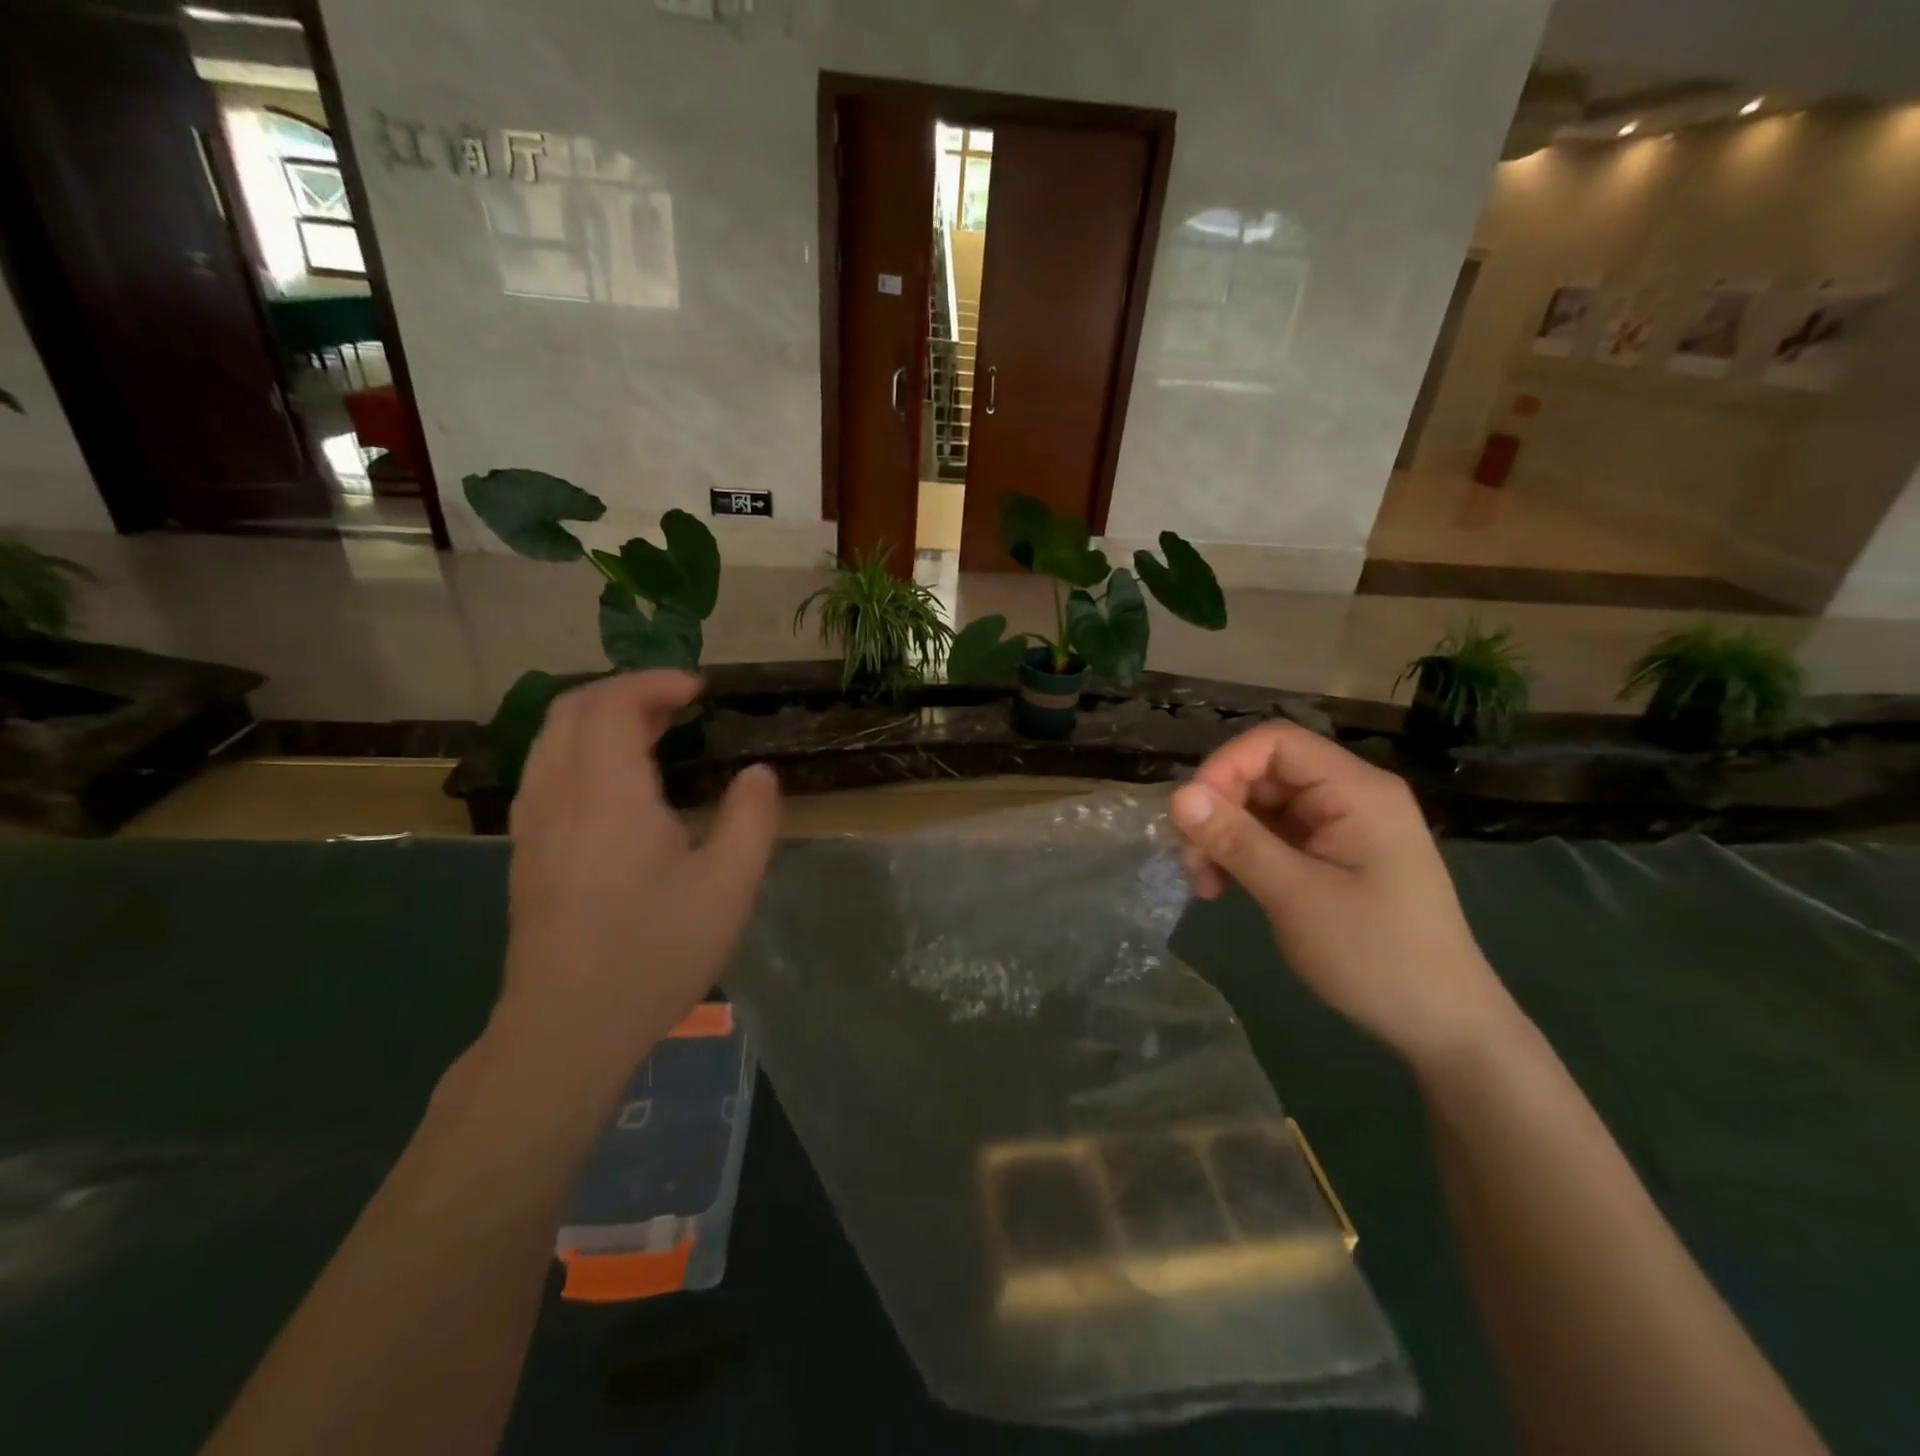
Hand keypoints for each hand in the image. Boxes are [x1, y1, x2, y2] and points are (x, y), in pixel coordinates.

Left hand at [493, 671, 780, 1083]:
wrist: (567, 1029)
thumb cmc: (654, 952)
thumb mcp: (728, 887)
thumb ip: (751, 819)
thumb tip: (759, 774)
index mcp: (606, 793)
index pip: (612, 704)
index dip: (655, 683)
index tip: (699, 691)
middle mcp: (558, 795)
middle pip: (572, 710)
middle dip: (626, 692)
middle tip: (678, 705)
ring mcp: (533, 825)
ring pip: (552, 740)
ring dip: (599, 718)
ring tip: (651, 733)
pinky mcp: (526, 852)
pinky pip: (546, 771)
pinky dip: (582, 749)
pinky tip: (617, 784)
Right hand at [1170, 724, 1513, 1066]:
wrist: (1442, 1025)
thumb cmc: (1375, 955)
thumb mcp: (1296, 896)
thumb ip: (1236, 840)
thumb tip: (1177, 796)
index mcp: (1356, 790)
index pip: (1275, 742)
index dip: (1224, 767)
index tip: (1190, 817)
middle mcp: (1349, 796)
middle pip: (1264, 773)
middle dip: (1219, 809)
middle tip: (1190, 862)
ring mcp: (1340, 826)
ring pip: (1261, 805)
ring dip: (1224, 836)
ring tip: (1204, 884)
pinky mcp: (1330, 854)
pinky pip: (1273, 835)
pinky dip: (1242, 854)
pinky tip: (1222, 887)